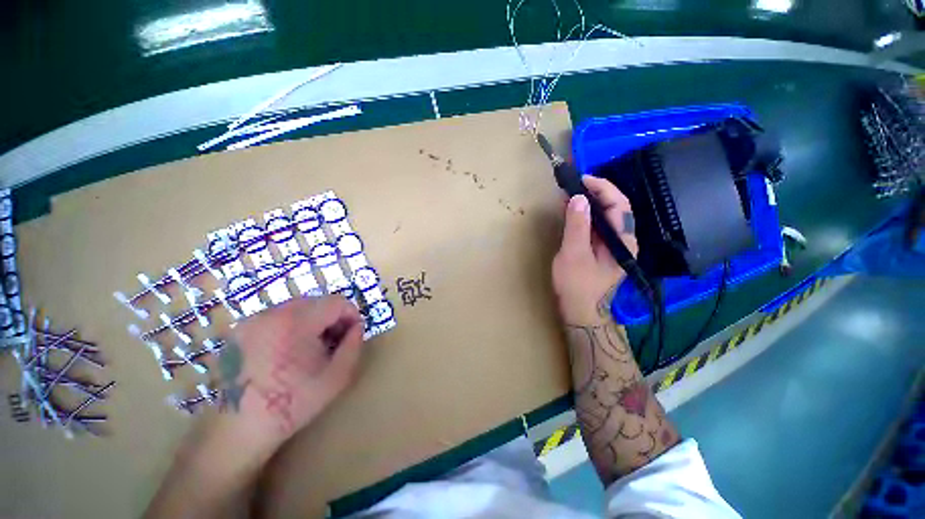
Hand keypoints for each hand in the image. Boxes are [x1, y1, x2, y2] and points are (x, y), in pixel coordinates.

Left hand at [210, 295, 365, 456]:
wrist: (238, 430)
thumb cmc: (292, 403)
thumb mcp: (337, 376)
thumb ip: (354, 345)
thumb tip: (357, 326)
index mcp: (296, 322)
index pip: (337, 302)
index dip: (351, 315)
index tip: (352, 335)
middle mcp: (272, 313)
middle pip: (317, 301)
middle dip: (332, 318)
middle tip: (333, 343)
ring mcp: (253, 320)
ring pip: (299, 307)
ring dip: (313, 321)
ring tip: (312, 348)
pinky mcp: (242, 329)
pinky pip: (279, 317)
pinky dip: (293, 326)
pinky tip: (290, 351)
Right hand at [552, 176, 637, 325]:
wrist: (580, 311)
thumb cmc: (577, 285)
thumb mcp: (574, 254)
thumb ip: (577, 226)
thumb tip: (578, 198)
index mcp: (623, 240)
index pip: (619, 205)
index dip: (602, 188)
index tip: (581, 179)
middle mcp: (623, 240)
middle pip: (615, 208)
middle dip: (595, 192)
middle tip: (573, 186)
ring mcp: (613, 245)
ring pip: (605, 216)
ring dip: (589, 202)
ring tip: (569, 195)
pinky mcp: (602, 249)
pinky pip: (597, 226)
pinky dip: (585, 215)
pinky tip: (572, 212)